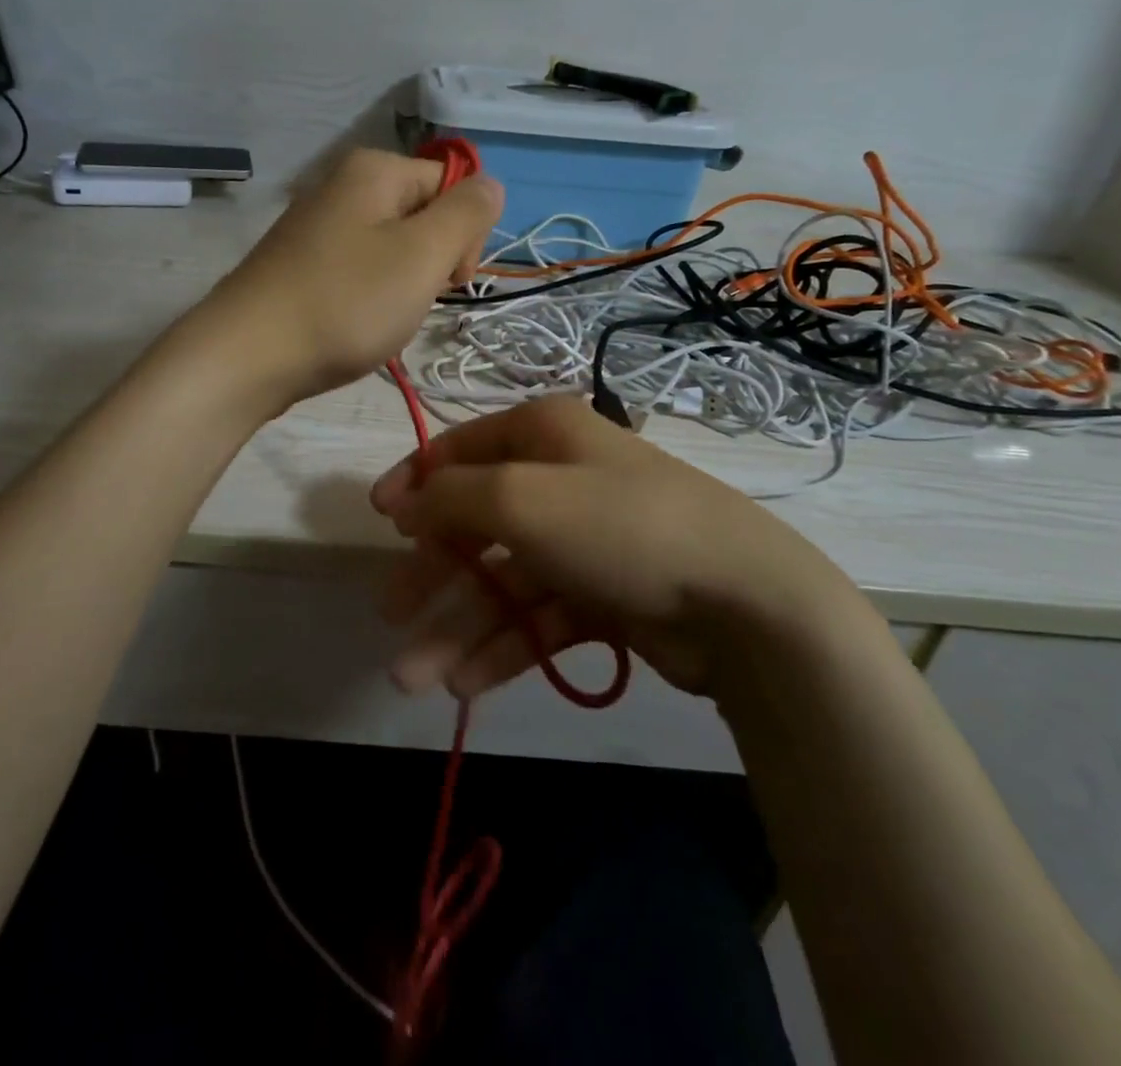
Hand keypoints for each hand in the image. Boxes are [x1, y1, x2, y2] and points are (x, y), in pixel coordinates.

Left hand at [194, 148, 502, 407]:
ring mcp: (317, 227)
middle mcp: (343, 186)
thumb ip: (468, 213)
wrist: (247, 356)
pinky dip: (368, 299)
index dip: (463, 235)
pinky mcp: (301, 265)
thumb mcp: (423, 254)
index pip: (453, 186)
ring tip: (380, 319)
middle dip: (432, 263)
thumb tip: (489, 185)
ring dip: (403, 287)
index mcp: (375, 170)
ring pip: (392, 250)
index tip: (447, 281)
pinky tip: (354, 326)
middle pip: (422, 215)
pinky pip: (358, 272)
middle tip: (411, 302)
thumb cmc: (345, 302)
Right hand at [369, 397, 858, 701]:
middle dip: (431, 571)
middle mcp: (560, 479)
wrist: (742, 602)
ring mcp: (583, 540)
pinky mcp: (603, 595)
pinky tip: (466, 684)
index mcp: (542, 435)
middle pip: (476, 522)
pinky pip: (539, 617)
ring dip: (459, 626)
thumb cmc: (617, 526)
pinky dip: (504, 646)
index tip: (378, 521)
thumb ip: (450, 496)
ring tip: (416, 679)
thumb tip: (406, 504)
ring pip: (504, 581)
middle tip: (389, 614)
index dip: (415, 482)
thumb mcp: (520, 498)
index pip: (460, 449)